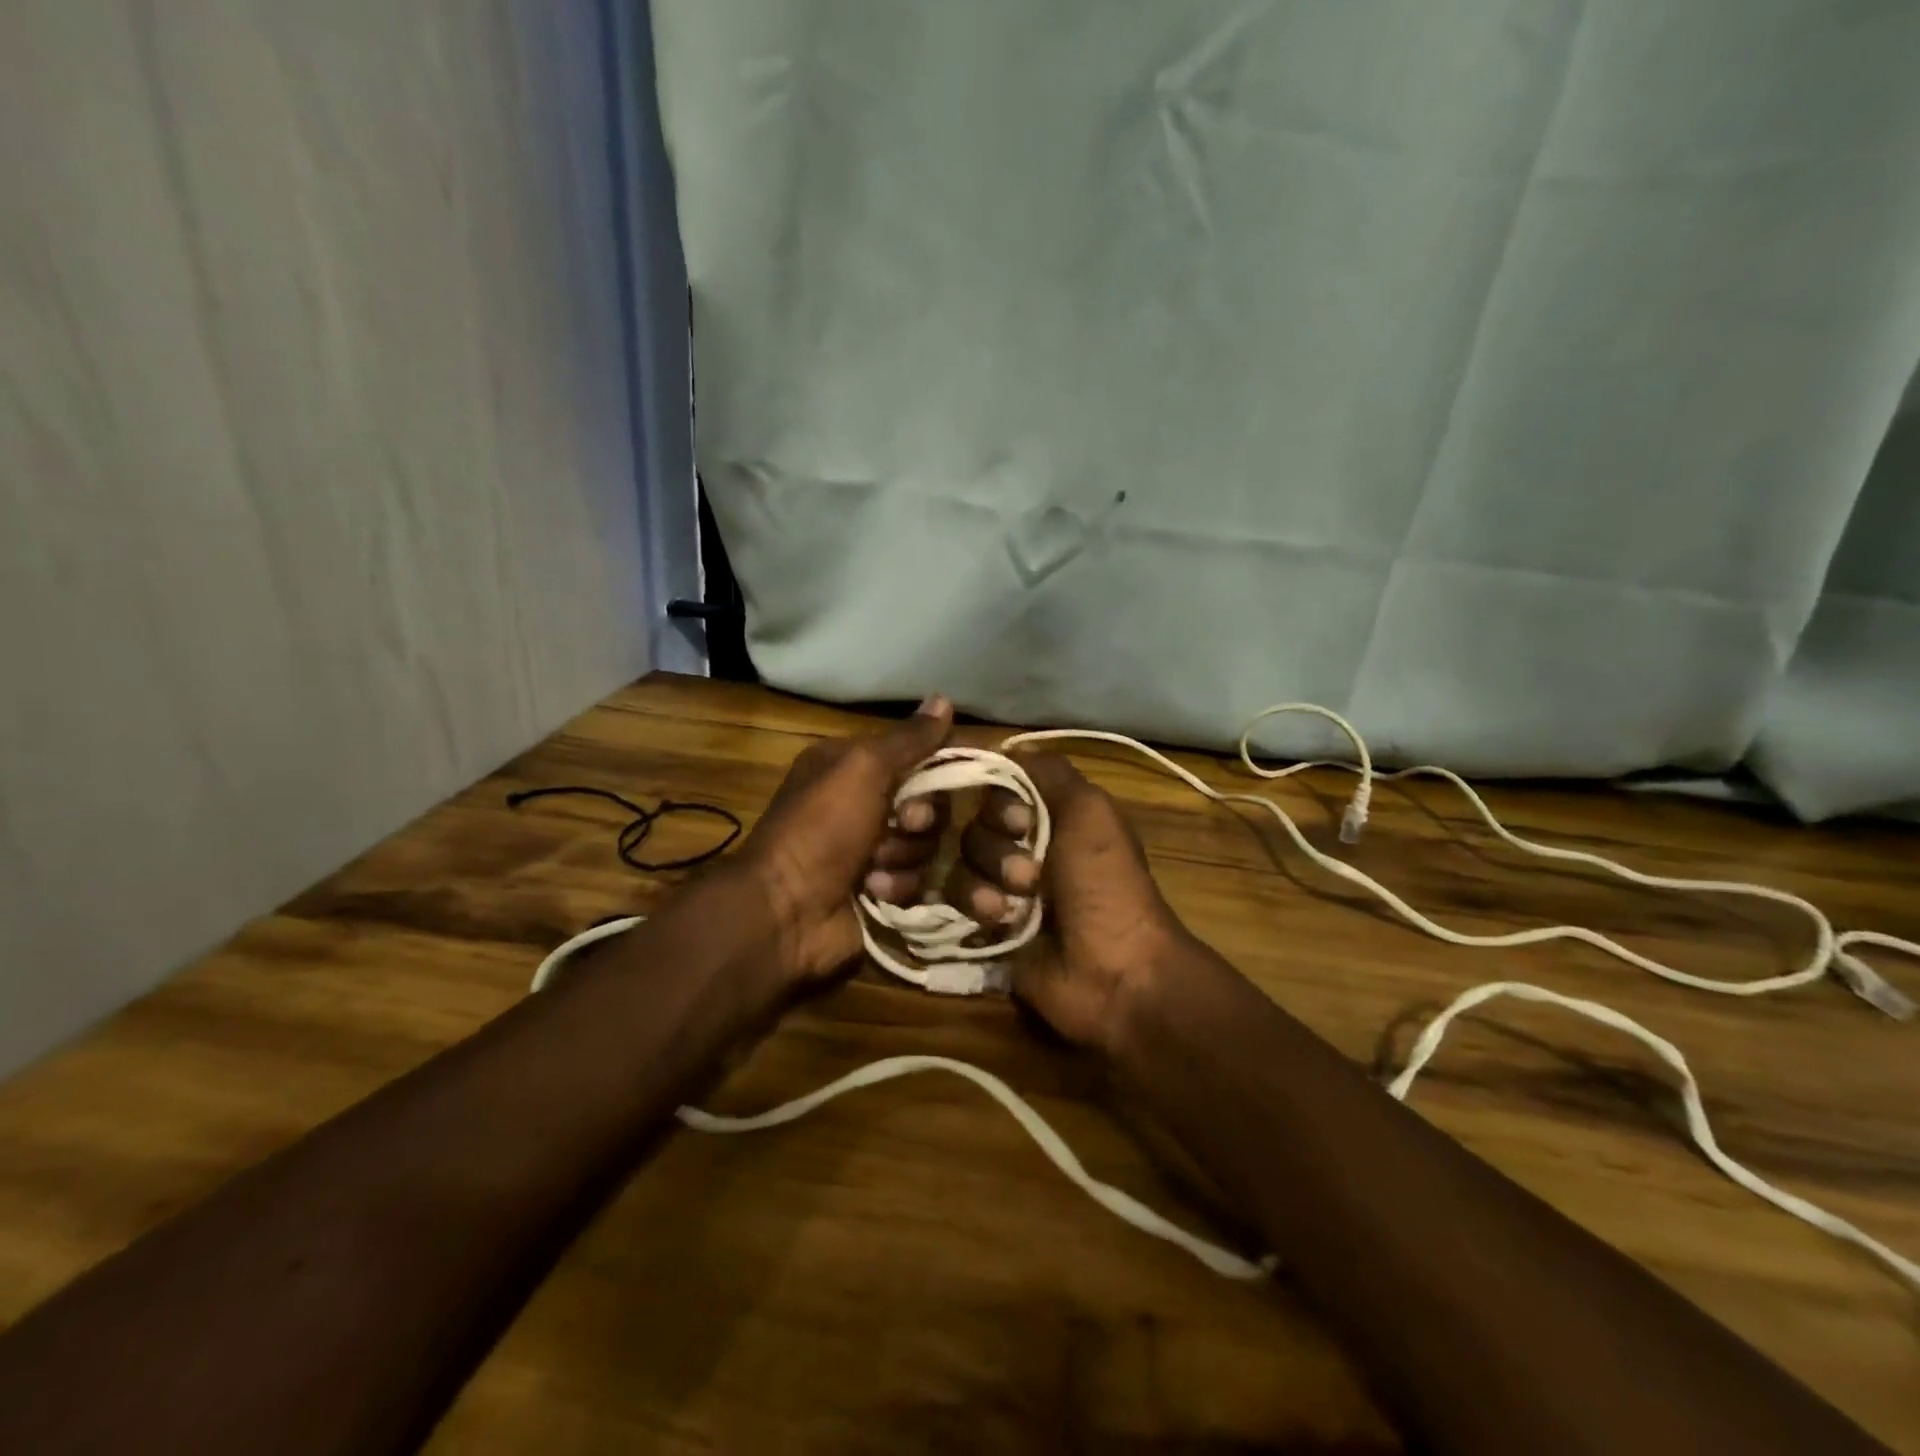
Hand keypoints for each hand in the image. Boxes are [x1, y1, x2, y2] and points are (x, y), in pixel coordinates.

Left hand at [735, 696, 954, 983]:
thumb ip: (908, 738)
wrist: (786, 911)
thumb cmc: (821, 828)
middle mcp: (865, 803)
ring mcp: (874, 850)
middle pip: (930, 805)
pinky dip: (898, 886)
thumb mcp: (862, 768)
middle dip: (919, 821)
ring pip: (926, 847)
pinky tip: (872, 892)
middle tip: (899, 827)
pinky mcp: (882, 890)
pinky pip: (918, 881)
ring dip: (904, 858)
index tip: (951, 779)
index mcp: (854, 766)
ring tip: (873, 869)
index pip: (919, 756)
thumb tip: (945, 699)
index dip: (940, 769)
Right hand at [945, 752, 1184, 1052]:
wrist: (1113, 970)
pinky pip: (951, 898)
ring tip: (1013, 907)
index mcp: (1049, 813)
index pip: (994, 785)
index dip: (994, 798)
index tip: (1016, 819)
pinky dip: (973, 904)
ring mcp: (1000, 884)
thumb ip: (1048, 771)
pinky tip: (997, 921)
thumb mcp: (1090, 811)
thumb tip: (1003, 746)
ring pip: (959, 861)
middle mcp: (1021, 843)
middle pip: (972, 823)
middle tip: (1029, 874)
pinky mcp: (983, 924)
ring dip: (985, 880)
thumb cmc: (1105, 884)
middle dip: (995, 847)